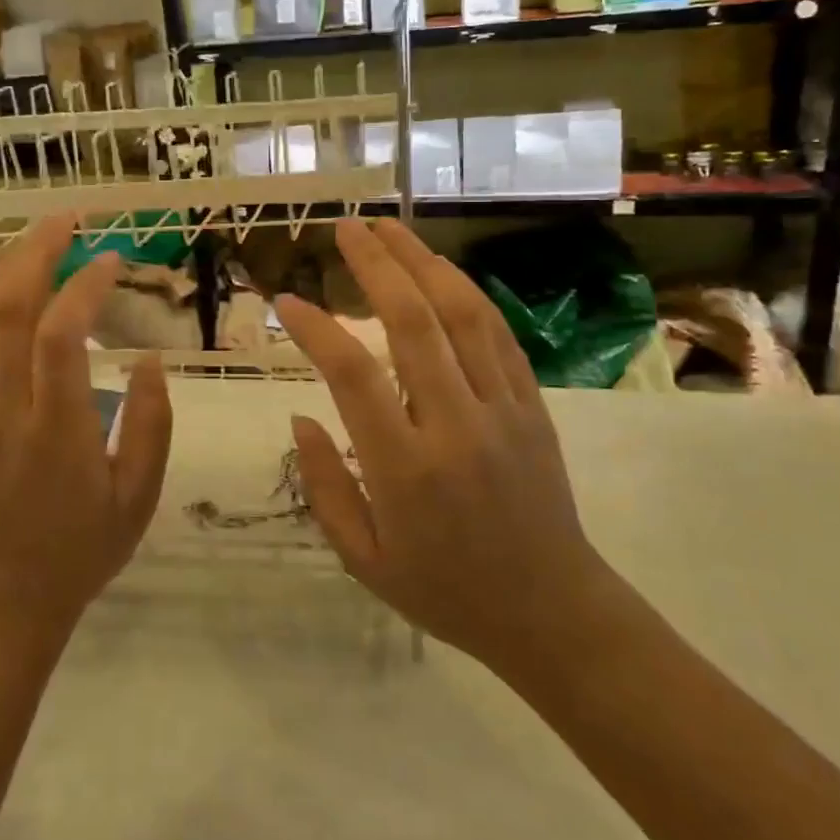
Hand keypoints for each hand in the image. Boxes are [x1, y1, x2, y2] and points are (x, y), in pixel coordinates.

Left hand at [0, 216, 171, 633]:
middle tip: (68, 221)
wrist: (8, 594)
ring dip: (3, 269)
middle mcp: (4, 412)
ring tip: (36, 239)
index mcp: (56, 431)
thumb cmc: (85, 546)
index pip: (59, 336)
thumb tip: (148, 359)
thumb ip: (151, 424)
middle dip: (37, 254)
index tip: (112, 259)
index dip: (84, 286)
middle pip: (8, 311)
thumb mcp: (140, 495)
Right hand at [275, 218, 612, 672]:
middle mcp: (454, 426)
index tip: (287, 301)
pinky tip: (440, 269)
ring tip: (390, 228)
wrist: (552, 612)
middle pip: (412, 323)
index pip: (352, 376)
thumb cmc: (444, 590)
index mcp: (404, 469)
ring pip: (461, 316)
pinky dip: (466, 293)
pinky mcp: (531, 405)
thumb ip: (325, 484)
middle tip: (346, 227)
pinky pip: (497, 334)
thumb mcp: (362, 558)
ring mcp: (501, 410)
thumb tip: (300, 415)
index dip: (316, 329)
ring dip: (422, 263)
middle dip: (376, 265)